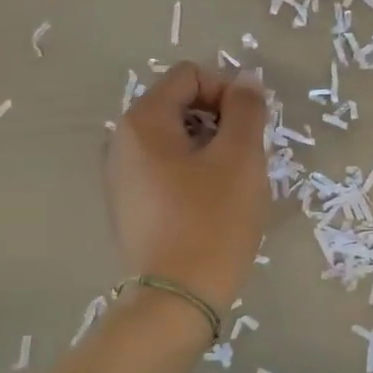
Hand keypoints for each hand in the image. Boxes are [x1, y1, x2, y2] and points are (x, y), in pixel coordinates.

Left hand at [105, 63, 270, 317]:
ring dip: (211, 148)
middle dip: (220, 121)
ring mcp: (122, 175)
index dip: (227, 91)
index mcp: (143, 121)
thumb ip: (246, 109)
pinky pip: (167, 169)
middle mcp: (122, 141)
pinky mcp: (130, 205)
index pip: (190, 75)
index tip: (250, 127)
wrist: (179, 297)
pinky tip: (212, 204)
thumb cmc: (213, 219)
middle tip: (246, 157)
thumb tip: (245, 80)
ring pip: (176, 139)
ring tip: (233, 183)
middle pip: (180, 104)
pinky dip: (194, 173)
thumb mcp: (241, 157)